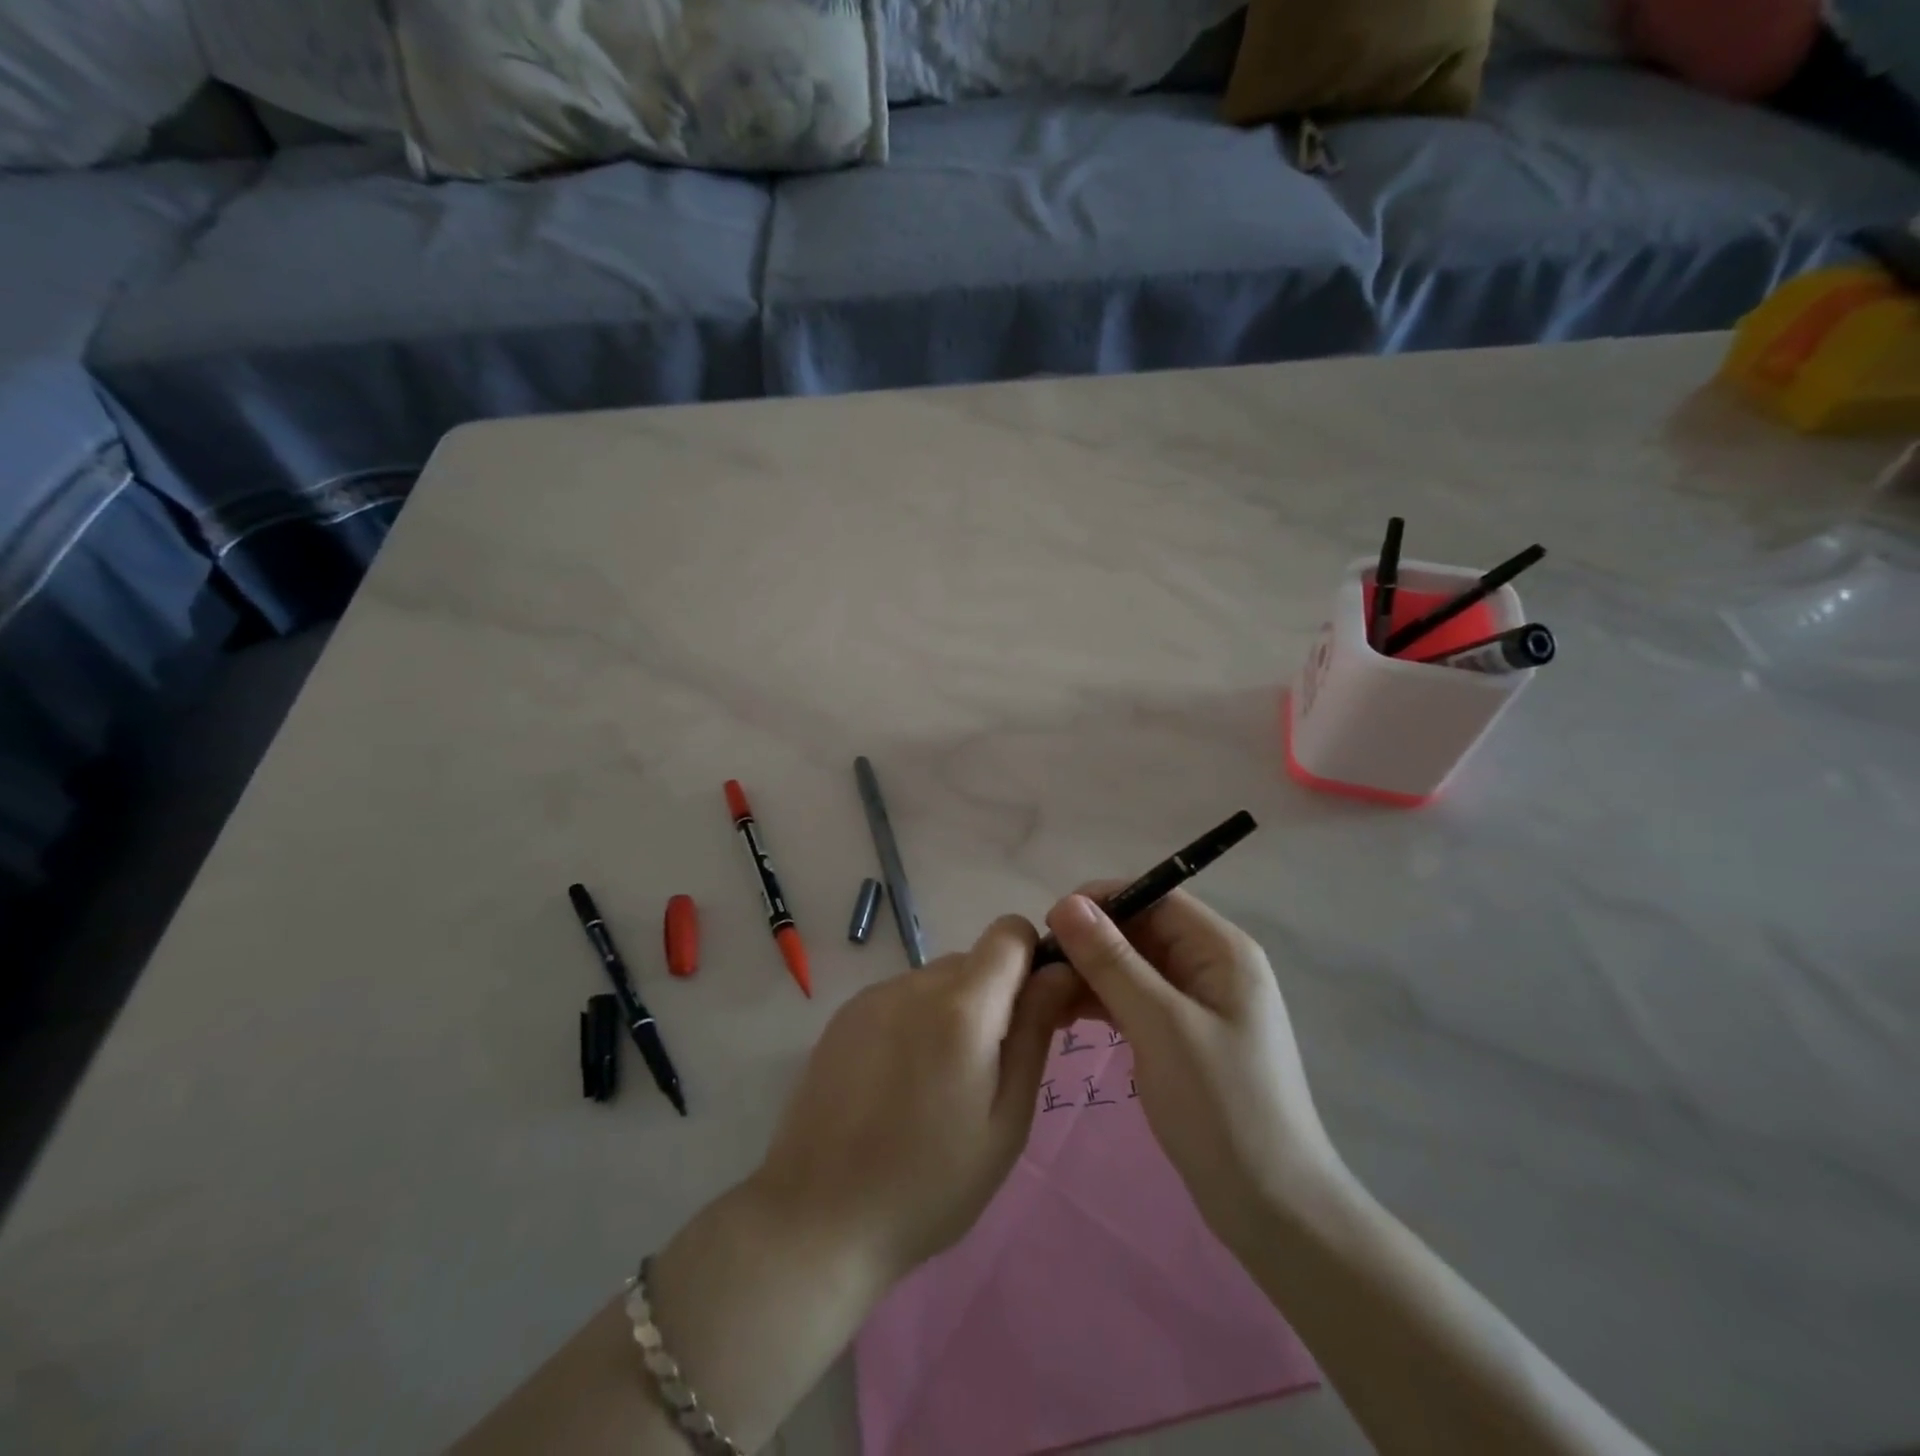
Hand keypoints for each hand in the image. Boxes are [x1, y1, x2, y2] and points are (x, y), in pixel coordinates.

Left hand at [750, 917, 1079, 1282]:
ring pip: (937, 980)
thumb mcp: (1006, 1120)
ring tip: (939, 1084)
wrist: (818, 1217)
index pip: (1009, 933)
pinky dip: (916, 1022)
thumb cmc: (930, 1183)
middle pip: (974, 960)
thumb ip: (1034, 1034)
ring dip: (954, 1011)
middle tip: (990, 1069)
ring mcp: (873, 996)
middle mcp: (914, 984)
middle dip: (995, 998)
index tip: (1035, 1012)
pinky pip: (901, 997)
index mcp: (961, 1007)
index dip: (1032, 960)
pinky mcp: (845, 1014)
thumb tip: (1059, 972)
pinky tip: (900, 1082)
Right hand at [1043, 887, 1344, 1252]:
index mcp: (1222, 951)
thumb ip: (1113, 962)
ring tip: (1045, 997)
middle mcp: (1213, 966)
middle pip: (1142, 931)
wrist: (1274, 1209)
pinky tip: (1067, 1019)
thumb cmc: (1222, 1107)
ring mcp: (1200, 1004)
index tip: (1050, 924)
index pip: (1155, 897)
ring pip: (1134, 967)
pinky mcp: (1185, 1037)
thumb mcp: (1161, 1026)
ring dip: (1092, 974)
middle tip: (1040, 968)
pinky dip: (1104, 1003)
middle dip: (1091, 942)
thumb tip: (1067, 904)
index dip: (1102, 901)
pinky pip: (1138, 1001)